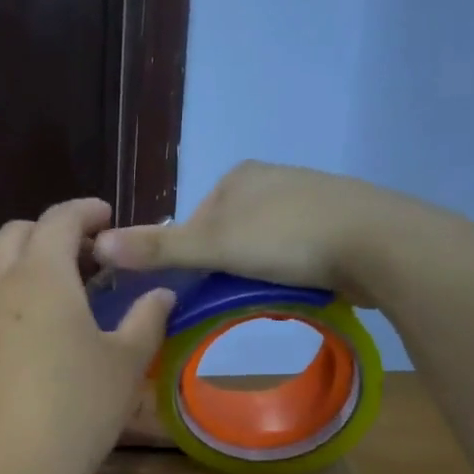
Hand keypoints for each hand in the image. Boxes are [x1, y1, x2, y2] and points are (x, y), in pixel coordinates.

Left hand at [0, 200, 174, 473]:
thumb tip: (160, 295)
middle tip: (89, 257)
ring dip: (29, 263)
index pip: (60, 219)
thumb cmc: (74, 412)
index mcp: (40, 274)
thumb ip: (146, 320)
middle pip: (18, 234)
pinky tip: (39, 333)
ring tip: (66, 293)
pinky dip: (13, 296)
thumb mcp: (124, 365)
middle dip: (53, 232)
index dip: (86, 211)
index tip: (108, 218)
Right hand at [92, 161, 384, 305]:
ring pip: (263, 245)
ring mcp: (310, 198)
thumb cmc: (287, 238)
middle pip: (229, 234)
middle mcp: (272, 179)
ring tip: (268, 296)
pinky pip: (297, 252)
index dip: (191, 258)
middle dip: (227, 267)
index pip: (194, 221)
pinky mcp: (339, 222)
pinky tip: (299, 288)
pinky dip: (291, 271)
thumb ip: (158, 248)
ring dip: (259, 272)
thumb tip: (96, 244)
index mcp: (239, 176)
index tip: (201, 289)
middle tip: (235, 297)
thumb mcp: (213, 245)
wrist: (377, 242)